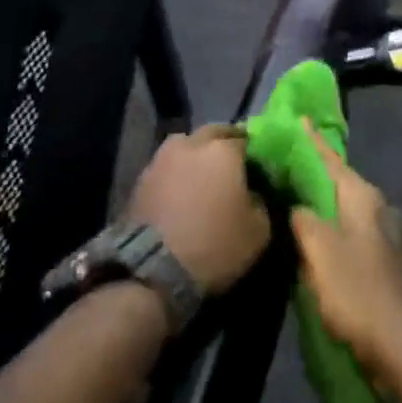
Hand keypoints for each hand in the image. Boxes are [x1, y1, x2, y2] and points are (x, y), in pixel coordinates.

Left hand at [126, 126, 270, 295]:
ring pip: (186, 145)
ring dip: (196, 154)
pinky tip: (181, 192)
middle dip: (225, 143)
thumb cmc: (214, 245)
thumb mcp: (258, 231)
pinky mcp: (141, 178)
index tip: (259, 169)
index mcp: (224, 150)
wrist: (152, 269)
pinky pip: (167, 166)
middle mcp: (192, 144)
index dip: (254, 154)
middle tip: (233, 165)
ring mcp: (162, 158)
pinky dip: (176, 173)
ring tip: (202, 176)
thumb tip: (252, 194)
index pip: (246, 140)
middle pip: (214, 133)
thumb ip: (260, 202)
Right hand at [289, 122, 401, 380]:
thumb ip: (304, 219)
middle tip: (286, 160)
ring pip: (346, 206)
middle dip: (315, 170)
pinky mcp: (384, 259)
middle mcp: (378, 207)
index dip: (312, 141)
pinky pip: (351, 229)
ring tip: (295, 193)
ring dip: (322, 200)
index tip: (298, 120)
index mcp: (363, 197)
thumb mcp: (320, 251)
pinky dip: (331, 224)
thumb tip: (296, 205)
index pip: (331, 160)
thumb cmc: (357, 291)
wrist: (401, 345)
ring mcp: (385, 234)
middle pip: (340, 181)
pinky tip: (316, 233)